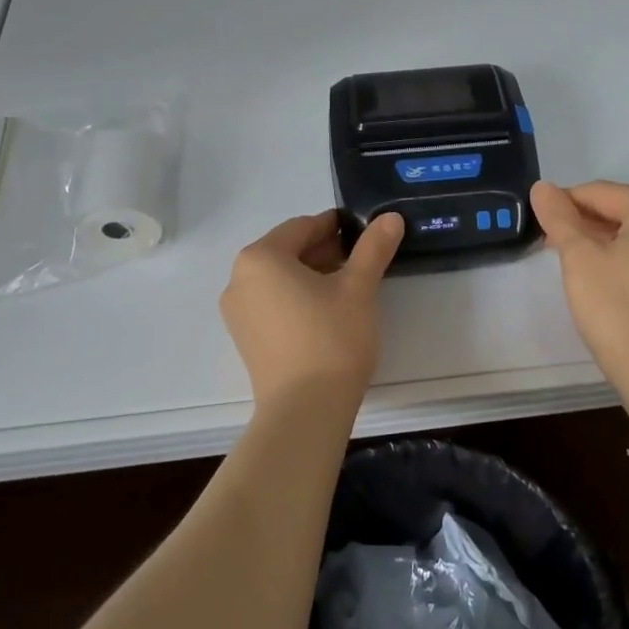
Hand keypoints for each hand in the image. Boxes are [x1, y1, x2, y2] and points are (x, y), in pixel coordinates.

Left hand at [219, 209, 404, 414]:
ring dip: (312, 275)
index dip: (336, 226)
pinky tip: (326, 313)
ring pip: (280, 278)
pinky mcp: (245, 339)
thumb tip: (391, 217)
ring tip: (348, 287)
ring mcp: (237, 312)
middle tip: (362, 261)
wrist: (305, 411)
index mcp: (260, 257)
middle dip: (325, 251)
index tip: (364, 234)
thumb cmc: (331, 338)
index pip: (302, 227)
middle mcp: (239, 279)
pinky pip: (272, 303)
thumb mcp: (359, 288)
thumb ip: (373, 248)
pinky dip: (297, 298)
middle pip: (288, 251)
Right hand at [531, 180, 628, 381]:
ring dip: (597, 236)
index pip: (602, 192)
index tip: (536, 218)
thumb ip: (559, 217)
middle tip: (547, 238)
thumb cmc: (616, 307)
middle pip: (620, 208)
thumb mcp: (579, 257)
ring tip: (564, 253)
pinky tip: (593, 268)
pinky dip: (618, 252)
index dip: (565, 201)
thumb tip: (542, 187)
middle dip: (582, 219)